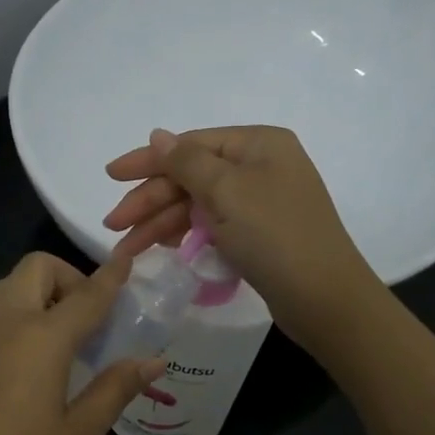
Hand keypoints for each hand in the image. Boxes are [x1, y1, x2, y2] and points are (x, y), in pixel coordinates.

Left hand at [0, 252, 164, 434]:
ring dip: (34, 297)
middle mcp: (0, 325)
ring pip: (2, 290)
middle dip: (68, 280)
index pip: (86, 294)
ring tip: (54, 343)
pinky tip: (7, 360)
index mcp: (40, 338)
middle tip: (90, 323)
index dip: (111, 277)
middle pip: (35, 271)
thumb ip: (115, 389)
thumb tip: (153, 360)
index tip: (128, 262)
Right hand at [103, 126, 380, 349]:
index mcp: (257, 145)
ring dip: (161, 223)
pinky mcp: (258, 234)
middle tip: (113, 226)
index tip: (110, 176)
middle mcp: (260, 166)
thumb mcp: (227, 192)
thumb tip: (158, 135)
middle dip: (150, 201)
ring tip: (127, 249)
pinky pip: (211, 225)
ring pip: (197, 205)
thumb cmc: (275, 236)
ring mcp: (260, 202)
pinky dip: (185, 234)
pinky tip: (163, 247)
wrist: (324, 298)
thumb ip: (186, 162)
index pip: (190, 145)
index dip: (147, 161)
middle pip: (191, 177)